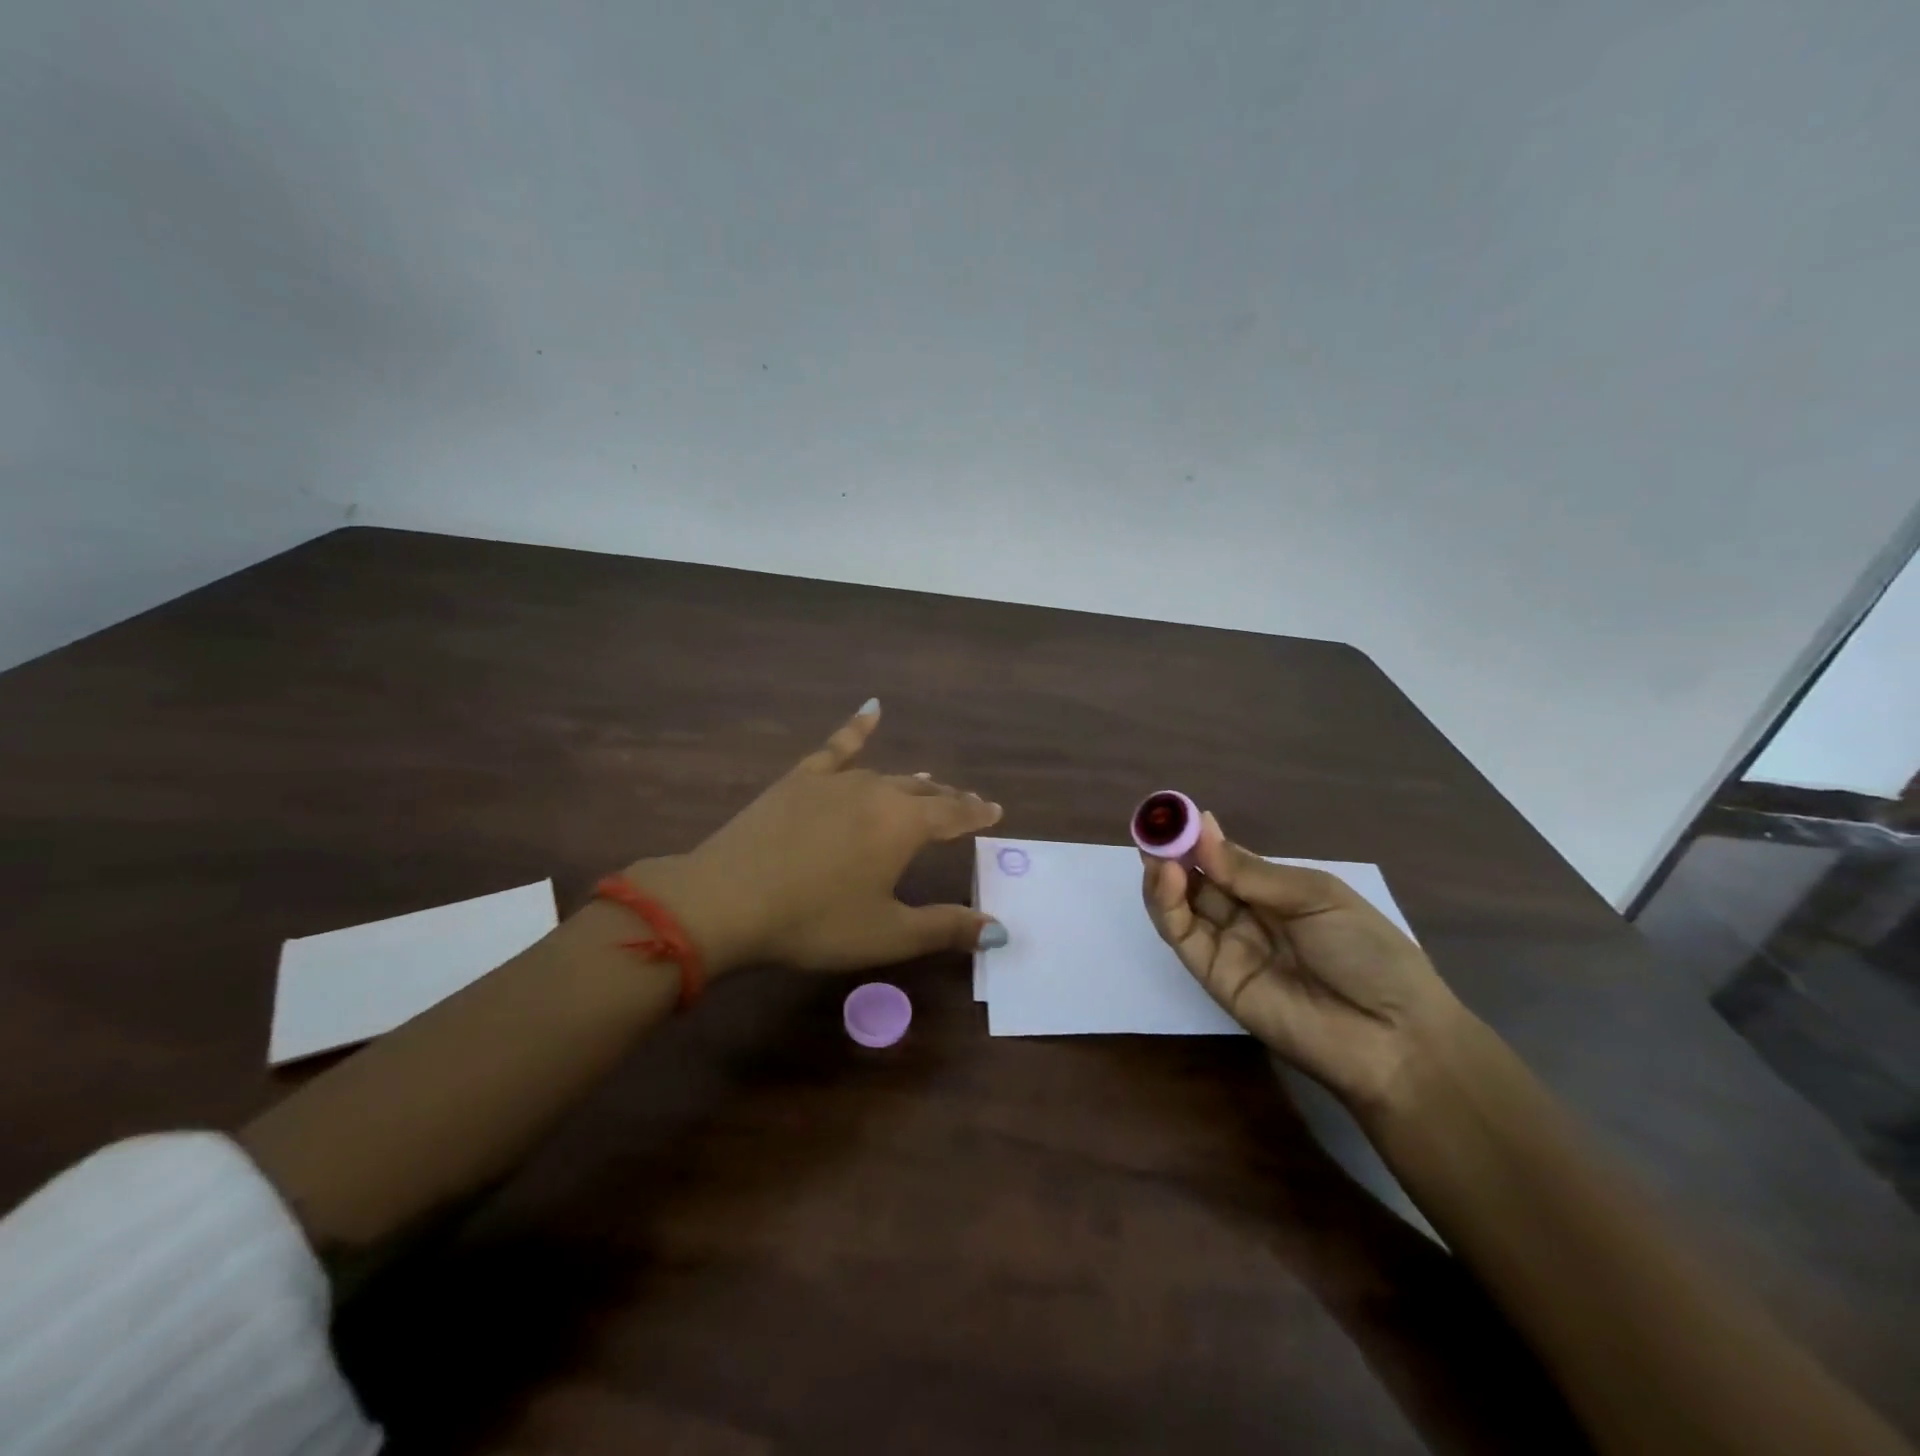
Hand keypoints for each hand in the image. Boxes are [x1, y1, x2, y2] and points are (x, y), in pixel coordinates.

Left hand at [622, 701, 1006, 975]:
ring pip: (886, 774)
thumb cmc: (814, 922)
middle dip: (947, 798)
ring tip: (926, 781)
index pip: (954, 814)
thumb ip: (945, 928)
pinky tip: (872, 709)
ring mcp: (836, 780)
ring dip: (911, 782)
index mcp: (904, 826)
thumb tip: (999, 928)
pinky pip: (836, 746)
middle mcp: (877, 792)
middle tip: (964, 803)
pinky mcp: (800, 779)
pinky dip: (857, 727)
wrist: (727, 899)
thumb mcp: (887, 934)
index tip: (995, 811)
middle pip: (923, 791)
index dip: (976, 814)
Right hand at [1140, 809, 1462, 1115]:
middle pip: (1197, 880)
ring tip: (1157, 848)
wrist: (1393, 1036)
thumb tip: (1203, 827)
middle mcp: (1246, 917)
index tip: (1176, 812)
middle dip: (1174, 851)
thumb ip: (1251, 872)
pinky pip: (1183, 936)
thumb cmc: (1367, 952)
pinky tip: (1168, 876)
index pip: (1224, 860)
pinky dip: (1167, 905)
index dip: (1200, 838)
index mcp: (1276, 893)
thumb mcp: (1315, 897)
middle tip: (1154, 826)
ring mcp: (1227, 947)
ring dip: (1164, 874)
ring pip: (1182, 906)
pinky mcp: (1214, 976)